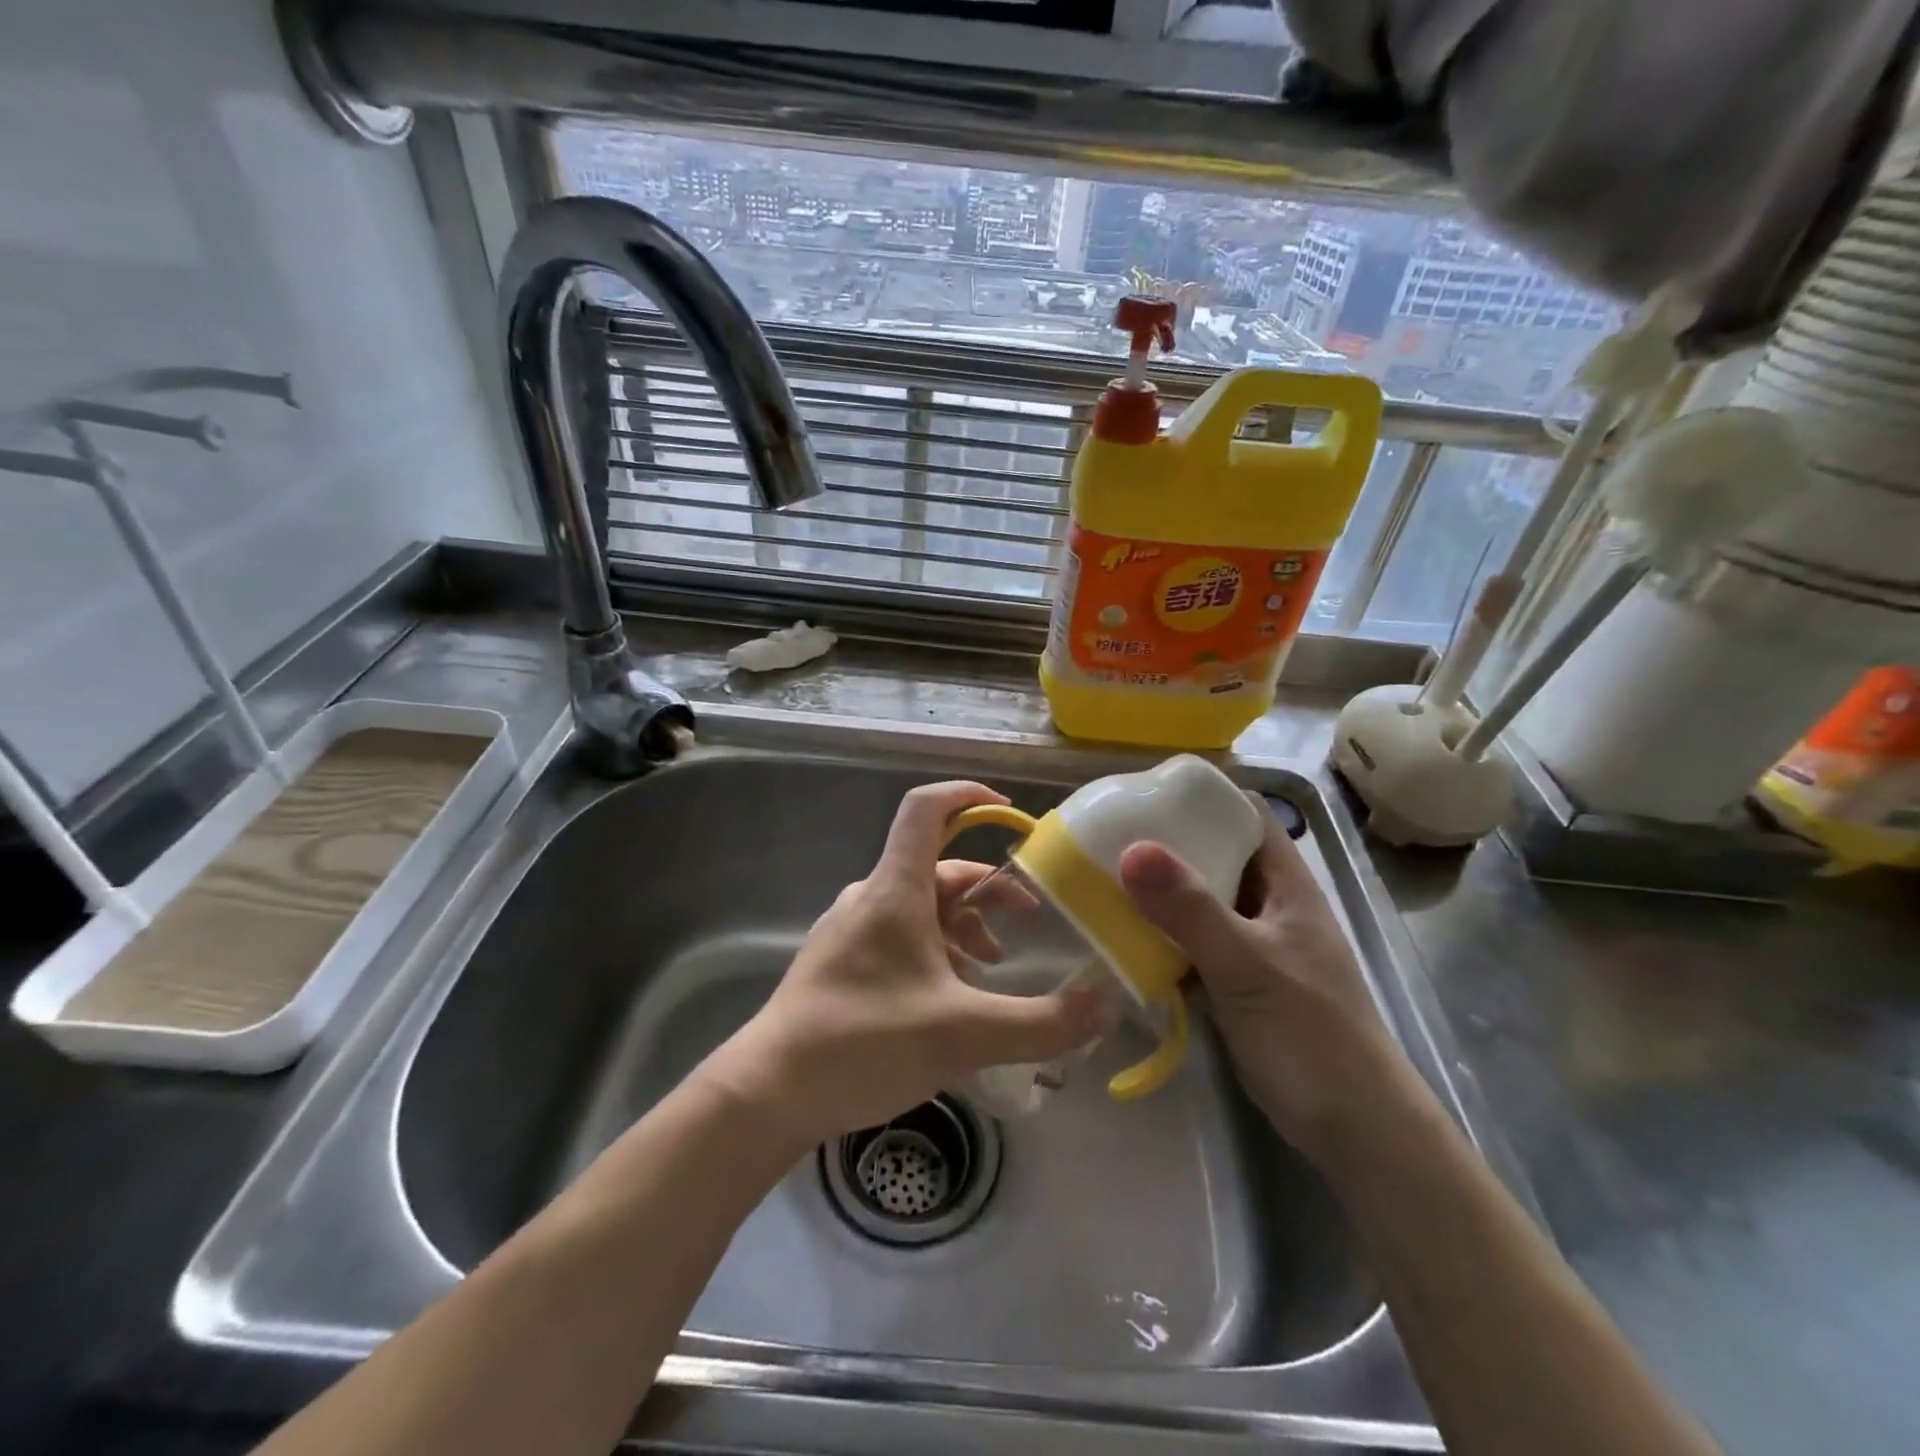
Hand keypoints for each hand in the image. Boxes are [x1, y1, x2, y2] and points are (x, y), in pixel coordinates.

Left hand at [708, 781, 1108, 1146]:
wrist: (769, 1092)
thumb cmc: (863, 1043)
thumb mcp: (963, 1035)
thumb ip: (1041, 1024)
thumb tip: (1106, 1008)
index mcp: (895, 890)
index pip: (926, 809)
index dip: (969, 795)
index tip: (1012, 813)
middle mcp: (871, 897)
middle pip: (939, 868)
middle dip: (990, 889)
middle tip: (1030, 921)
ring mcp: (852, 929)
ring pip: (921, 906)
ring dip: (965, 925)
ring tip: (993, 968)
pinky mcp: (842, 960)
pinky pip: (900, 935)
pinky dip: (936, 949)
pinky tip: (951, 996)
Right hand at [1118, 816, 1403, 1162]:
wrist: (1353, 1129)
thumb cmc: (1310, 1034)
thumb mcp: (1247, 965)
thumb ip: (1191, 910)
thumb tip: (1132, 849)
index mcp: (1285, 882)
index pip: (1243, 815)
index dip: (1200, 797)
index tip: (1142, 792)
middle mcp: (1267, 903)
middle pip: (1214, 855)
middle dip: (1164, 844)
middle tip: (1106, 836)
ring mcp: (1252, 944)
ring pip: (1198, 902)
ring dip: (1157, 893)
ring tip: (1101, 878)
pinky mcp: (1235, 982)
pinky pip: (1190, 943)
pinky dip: (1160, 937)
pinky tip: (1121, 937)